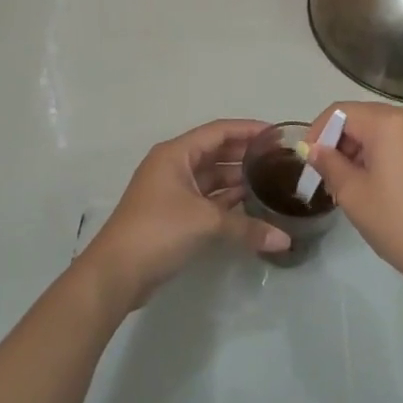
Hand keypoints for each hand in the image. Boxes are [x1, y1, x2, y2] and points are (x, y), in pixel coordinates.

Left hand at [78, 119, 290, 311]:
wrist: (117, 272)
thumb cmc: (158, 231)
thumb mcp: (206, 223)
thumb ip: (247, 227)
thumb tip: (285, 240)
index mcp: (176, 154)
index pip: (218, 131)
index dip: (248, 130)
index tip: (277, 136)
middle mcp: (173, 166)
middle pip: (216, 152)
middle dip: (246, 155)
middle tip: (280, 160)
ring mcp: (172, 192)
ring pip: (212, 178)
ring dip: (238, 180)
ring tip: (272, 182)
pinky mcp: (174, 215)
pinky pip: (207, 200)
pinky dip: (227, 202)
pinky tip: (252, 207)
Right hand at [301, 102, 402, 299]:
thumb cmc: (400, 223)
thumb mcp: (353, 194)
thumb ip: (329, 164)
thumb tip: (312, 148)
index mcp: (390, 121)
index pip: (341, 111)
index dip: (317, 133)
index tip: (306, 163)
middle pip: (361, 119)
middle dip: (337, 144)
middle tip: (325, 180)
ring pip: (379, 133)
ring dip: (357, 154)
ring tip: (346, 190)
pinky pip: (397, 146)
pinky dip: (378, 160)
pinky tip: (372, 190)